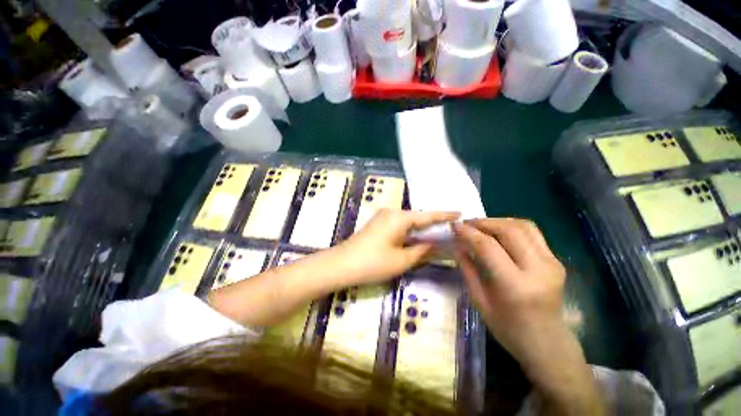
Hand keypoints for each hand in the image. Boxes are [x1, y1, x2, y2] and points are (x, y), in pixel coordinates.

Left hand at [334, 209, 459, 284]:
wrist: (341, 265)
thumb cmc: (373, 263)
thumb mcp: (402, 260)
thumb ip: (423, 251)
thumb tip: (439, 245)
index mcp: (399, 217)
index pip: (427, 215)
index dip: (444, 215)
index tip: (460, 213)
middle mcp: (391, 212)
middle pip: (417, 217)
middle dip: (433, 224)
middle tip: (451, 229)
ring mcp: (383, 217)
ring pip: (408, 221)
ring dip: (421, 229)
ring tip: (439, 234)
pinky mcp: (378, 224)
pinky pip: (399, 225)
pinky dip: (410, 231)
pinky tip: (418, 237)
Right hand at [452, 218, 565, 359]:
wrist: (547, 343)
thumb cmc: (508, 328)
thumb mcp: (480, 301)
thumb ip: (468, 269)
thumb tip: (457, 245)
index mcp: (516, 286)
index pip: (488, 247)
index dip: (468, 233)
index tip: (454, 226)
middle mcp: (538, 270)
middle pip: (509, 230)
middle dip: (483, 222)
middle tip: (466, 224)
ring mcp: (552, 263)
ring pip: (523, 226)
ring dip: (498, 221)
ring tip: (480, 225)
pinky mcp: (556, 260)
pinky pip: (532, 233)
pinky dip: (511, 227)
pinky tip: (497, 232)